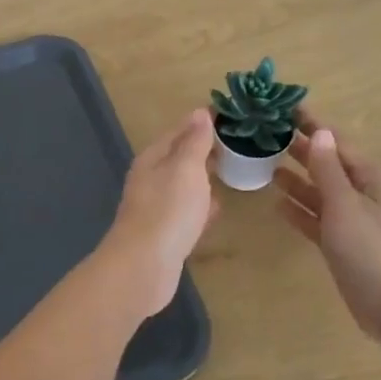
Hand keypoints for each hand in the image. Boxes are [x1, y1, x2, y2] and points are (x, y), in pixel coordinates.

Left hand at [99, 109, 219, 316]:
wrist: (145, 266)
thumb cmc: (168, 210)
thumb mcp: (186, 169)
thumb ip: (194, 142)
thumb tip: (199, 112)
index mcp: (152, 159)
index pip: (179, 131)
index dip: (201, 121)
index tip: (228, 114)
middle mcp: (150, 180)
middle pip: (179, 158)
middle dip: (203, 150)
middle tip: (235, 142)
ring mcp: (156, 209)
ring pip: (183, 186)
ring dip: (203, 179)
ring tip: (230, 171)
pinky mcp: (165, 235)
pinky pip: (187, 213)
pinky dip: (201, 208)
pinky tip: (217, 210)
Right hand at [274, 110, 380, 340]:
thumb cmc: (371, 249)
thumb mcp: (345, 205)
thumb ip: (329, 170)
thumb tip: (321, 133)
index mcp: (374, 180)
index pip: (339, 145)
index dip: (315, 127)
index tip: (289, 109)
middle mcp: (366, 196)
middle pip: (330, 167)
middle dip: (303, 152)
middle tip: (270, 136)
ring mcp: (355, 222)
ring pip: (322, 194)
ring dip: (298, 181)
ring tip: (267, 167)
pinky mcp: (345, 245)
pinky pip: (319, 220)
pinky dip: (301, 212)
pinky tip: (278, 205)